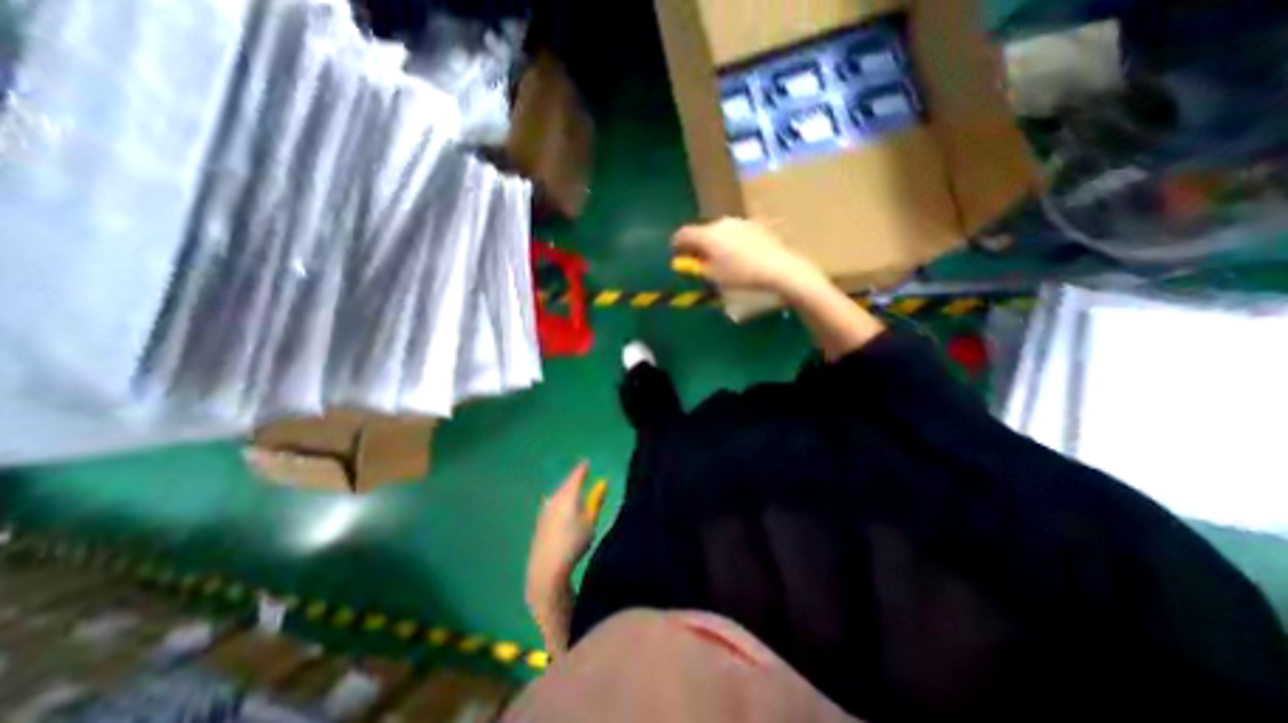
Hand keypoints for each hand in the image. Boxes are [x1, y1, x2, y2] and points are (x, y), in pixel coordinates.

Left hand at [521, 465, 602, 612]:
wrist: (546, 567)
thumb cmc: (574, 541)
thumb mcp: (591, 520)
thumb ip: (597, 500)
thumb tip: (603, 483)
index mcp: (568, 494)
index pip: (577, 474)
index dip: (583, 468)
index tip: (587, 462)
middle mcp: (554, 497)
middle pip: (566, 484)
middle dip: (574, 481)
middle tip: (582, 478)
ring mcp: (544, 509)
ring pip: (558, 495)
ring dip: (567, 493)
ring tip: (575, 495)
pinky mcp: (539, 522)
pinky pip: (553, 506)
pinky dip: (560, 504)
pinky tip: (564, 512)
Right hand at [669, 216, 819, 290]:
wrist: (778, 266)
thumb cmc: (740, 274)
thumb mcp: (713, 276)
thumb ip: (696, 267)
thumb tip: (686, 261)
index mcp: (707, 234)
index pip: (683, 234)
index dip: (676, 244)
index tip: (676, 255)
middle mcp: (720, 223)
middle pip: (702, 231)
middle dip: (698, 245)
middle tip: (699, 260)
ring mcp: (739, 221)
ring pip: (719, 231)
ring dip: (715, 242)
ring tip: (721, 259)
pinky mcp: (755, 224)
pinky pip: (735, 232)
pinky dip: (731, 242)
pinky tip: (739, 255)